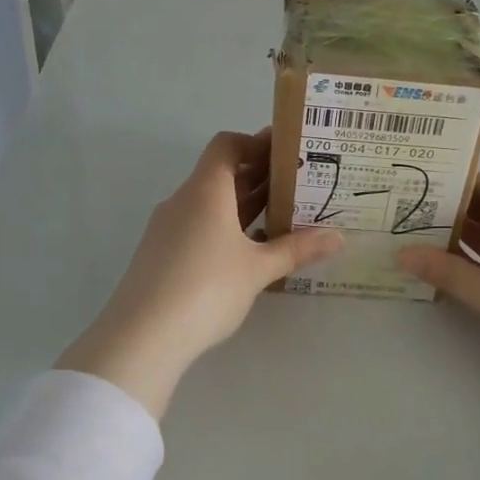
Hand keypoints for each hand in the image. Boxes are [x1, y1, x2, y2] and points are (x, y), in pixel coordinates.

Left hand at [57, 130, 342, 417]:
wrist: (141, 336)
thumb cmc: (206, 289)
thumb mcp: (258, 269)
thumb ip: (297, 249)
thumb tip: (338, 237)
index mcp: (205, 190)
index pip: (227, 145)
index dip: (256, 142)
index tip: (287, 153)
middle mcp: (183, 200)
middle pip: (221, 173)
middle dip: (258, 175)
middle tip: (298, 183)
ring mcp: (168, 227)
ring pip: (210, 203)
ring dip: (243, 204)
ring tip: (282, 214)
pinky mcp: (161, 253)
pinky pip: (199, 226)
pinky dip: (226, 227)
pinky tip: (250, 249)